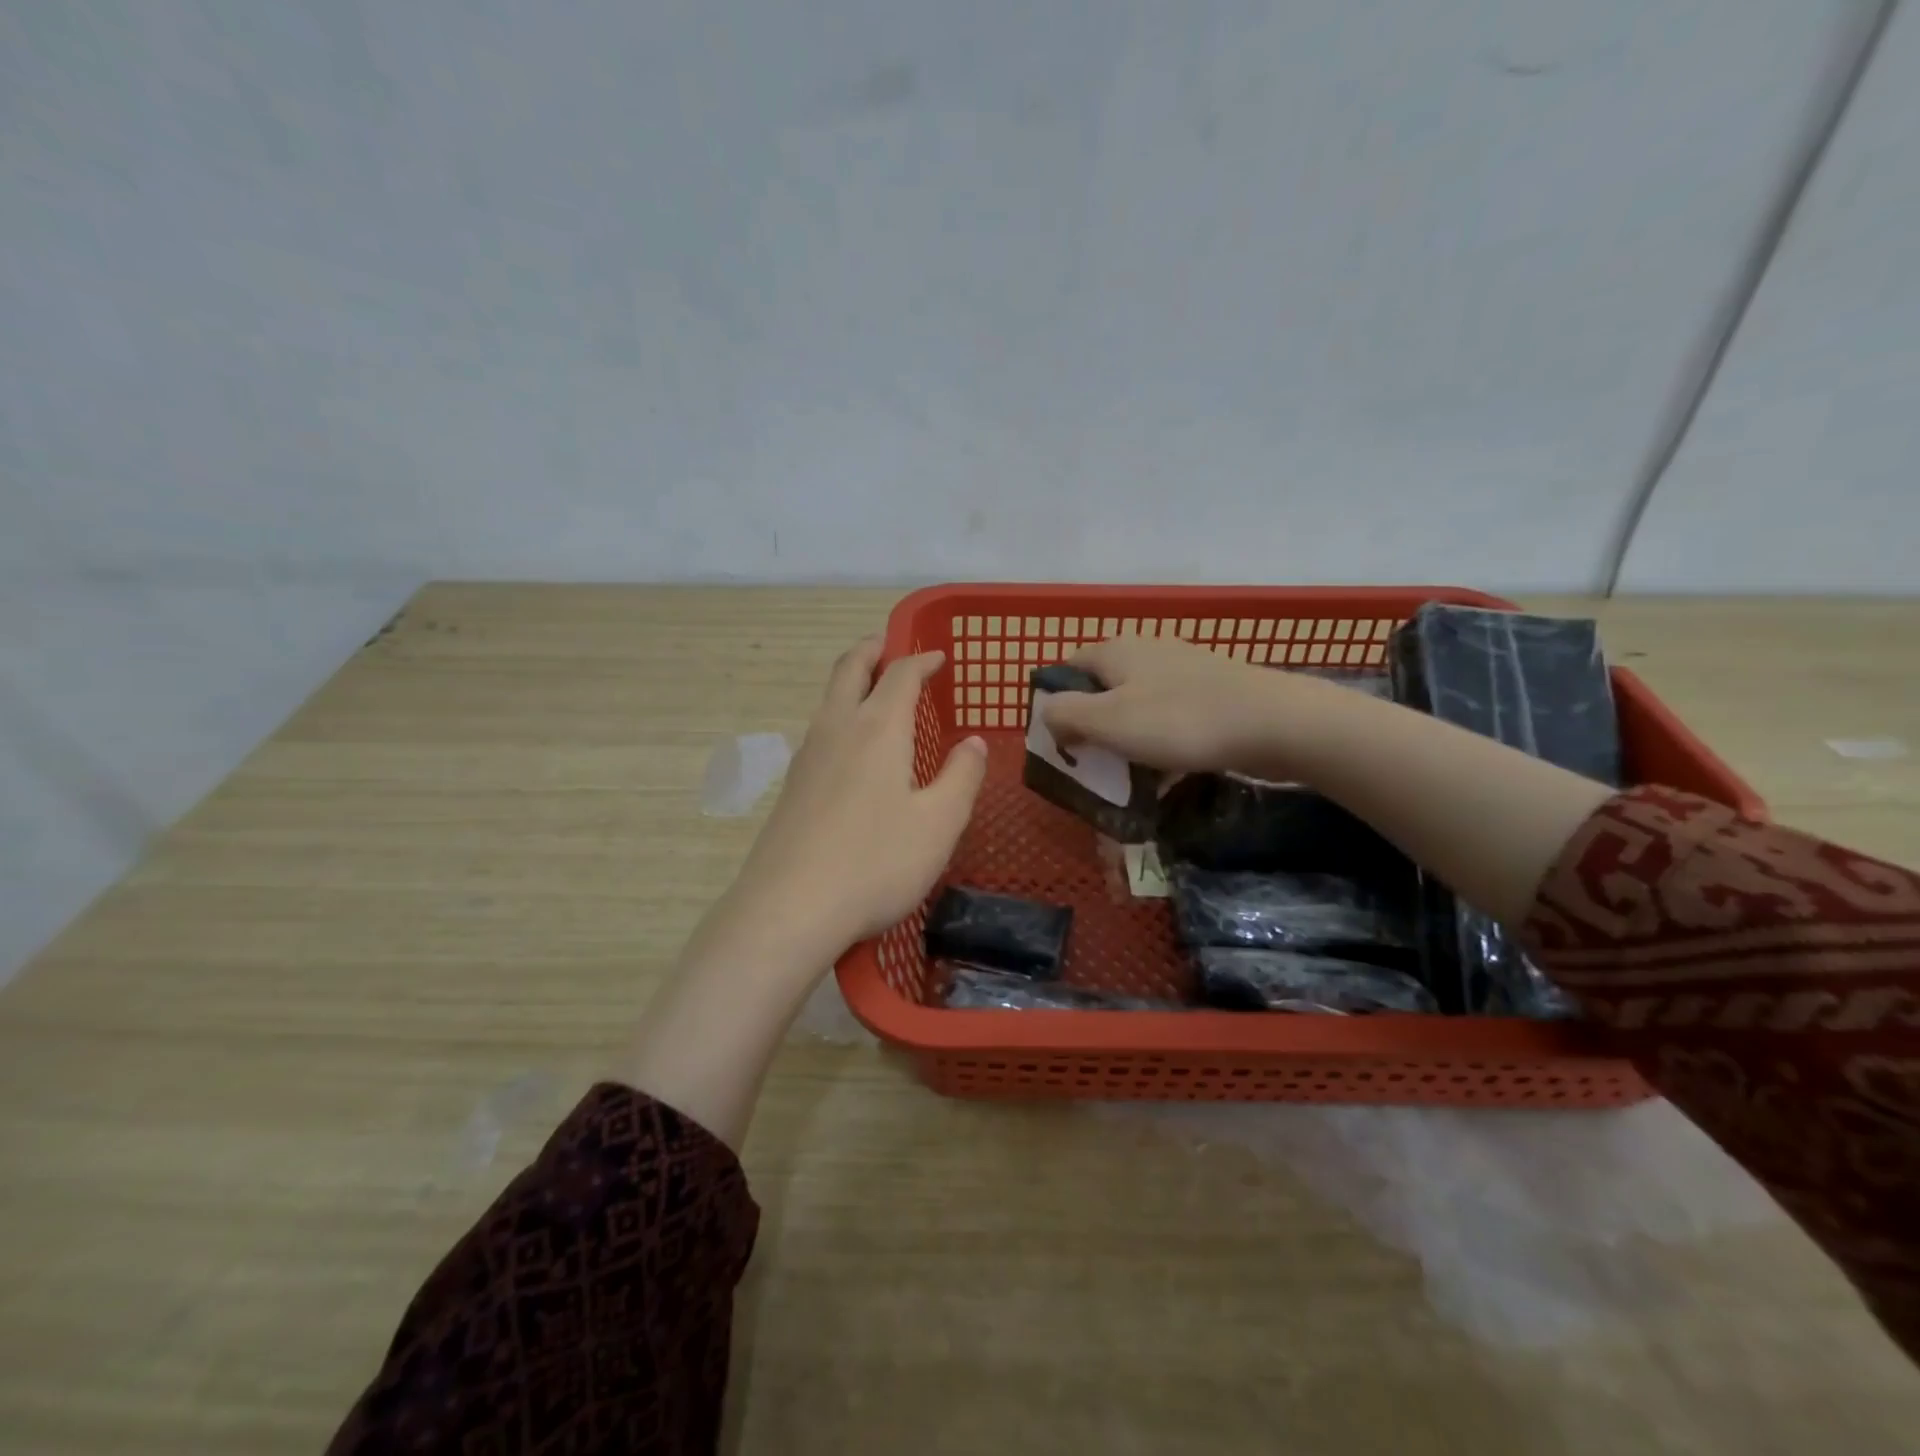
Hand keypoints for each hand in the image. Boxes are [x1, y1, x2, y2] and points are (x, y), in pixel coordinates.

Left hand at [730, 636, 987, 956]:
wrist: (788, 909)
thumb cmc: (875, 863)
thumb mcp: (939, 824)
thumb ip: (961, 777)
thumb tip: (973, 743)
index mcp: (877, 728)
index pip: (900, 673)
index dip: (921, 659)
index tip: (939, 657)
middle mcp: (837, 729)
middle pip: (850, 669)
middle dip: (873, 650)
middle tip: (891, 645)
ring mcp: (807, 757)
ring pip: (829, 698)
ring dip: (853, 681)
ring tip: (876, 691)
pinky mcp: (791, 787)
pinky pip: (820, 730)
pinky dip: (841, 715)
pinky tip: (853, 748)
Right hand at [1041, 634, 1310, 776]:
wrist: (1274, 723)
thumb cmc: (1179, 721)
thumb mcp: (1107, 720)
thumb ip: (1065, 714)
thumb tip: (1048, 715)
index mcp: (1116, 651)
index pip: (1067, 669)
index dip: (1055, 705)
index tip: (1058, 744)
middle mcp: (1146, 652)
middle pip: (1102, 690)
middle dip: (1092, 728)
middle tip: (1090, 766)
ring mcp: (1183, 671)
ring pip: (1138, 708)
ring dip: (1126, 741)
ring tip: (1126, 777)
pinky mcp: (1211, 694)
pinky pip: (1170, 720)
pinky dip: (1160, 744)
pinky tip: (1166, 774)